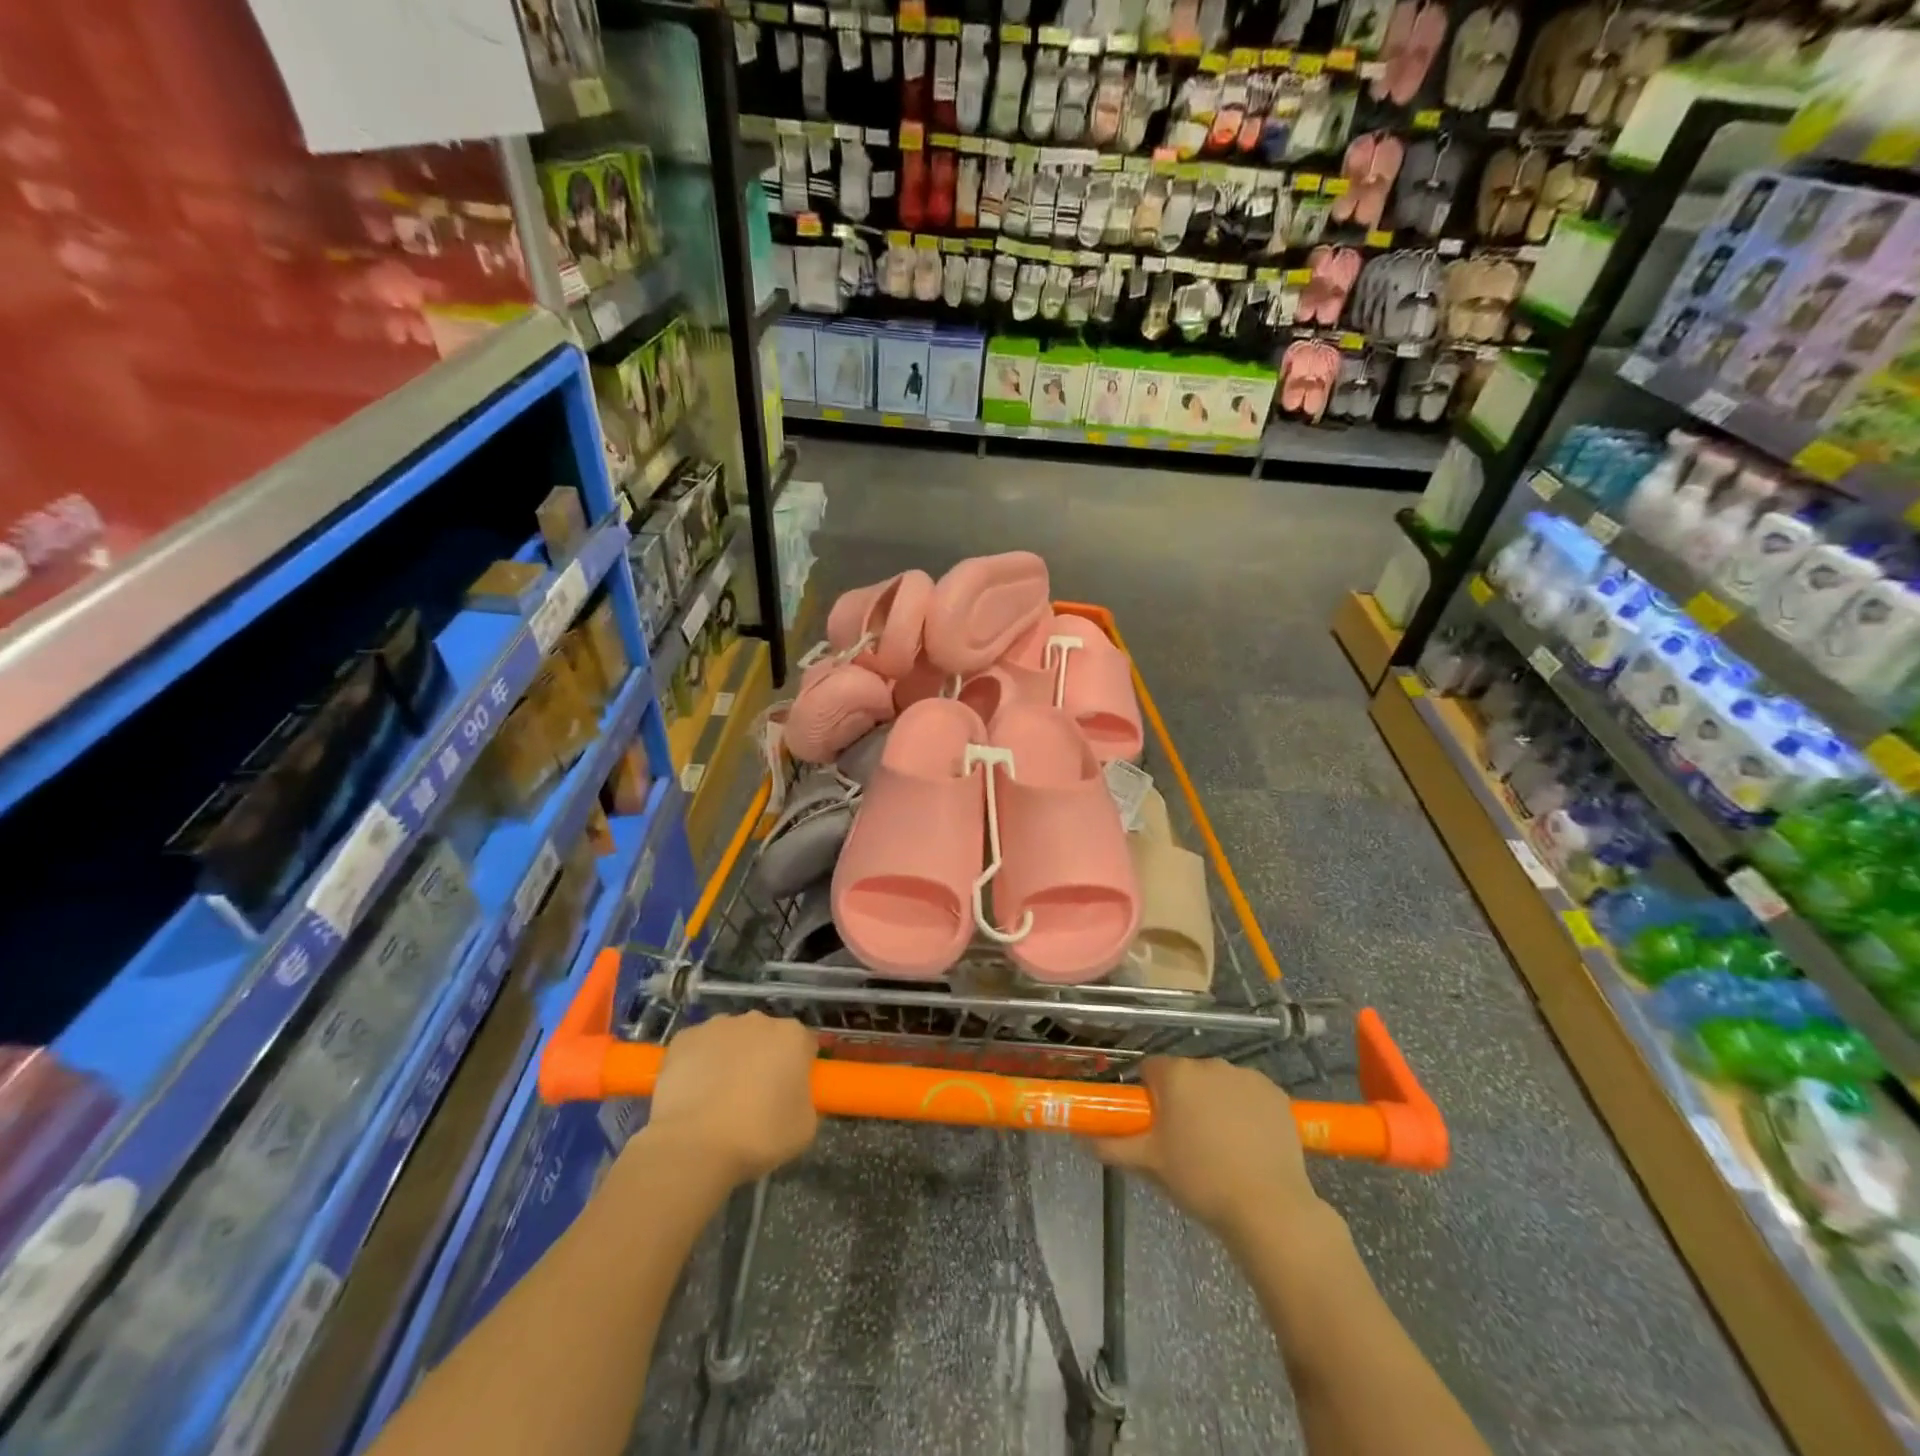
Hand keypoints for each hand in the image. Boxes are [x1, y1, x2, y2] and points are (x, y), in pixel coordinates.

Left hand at [644, 1013, 819, 1187]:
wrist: (694, 1146)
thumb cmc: (758, 1136)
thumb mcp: (804, 1127)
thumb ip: (805, 1100)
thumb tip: (791, 1096)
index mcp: (792, 1036)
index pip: (804, 1045)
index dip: (798, 1069)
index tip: (789, 1093)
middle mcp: (758, 1020)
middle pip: (766, 1037)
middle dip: (763, 1059)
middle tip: (755, 1097)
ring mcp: (717, 1025)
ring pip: (731, 1039)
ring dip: (731, 1058)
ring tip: (719, 1098)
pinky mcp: (684, 1038)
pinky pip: (699, 1048)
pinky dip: (699, 1063)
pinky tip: (694, 1094)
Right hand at [1088, 1058, 1322, 1246]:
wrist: (1268, 1208)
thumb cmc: (1200, 1179)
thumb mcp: (1149, 1164)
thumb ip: (1111, 1146)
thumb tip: (1083, 1139)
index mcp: (1175, 1074)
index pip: (1150, 1069)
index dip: (1149, 1095)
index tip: (1156, 1125)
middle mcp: (1209, 1064)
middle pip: (1186, 1075)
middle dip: (1183, 1099)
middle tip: (1186, 1140)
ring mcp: (1245, 1076)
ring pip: (1218, 1083)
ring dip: (1214, 1102)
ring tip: (1222, 1146)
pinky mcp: (1275, 1093)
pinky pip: (1249, 1093)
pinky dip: (1245, 1109)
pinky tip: (1249, 1143)